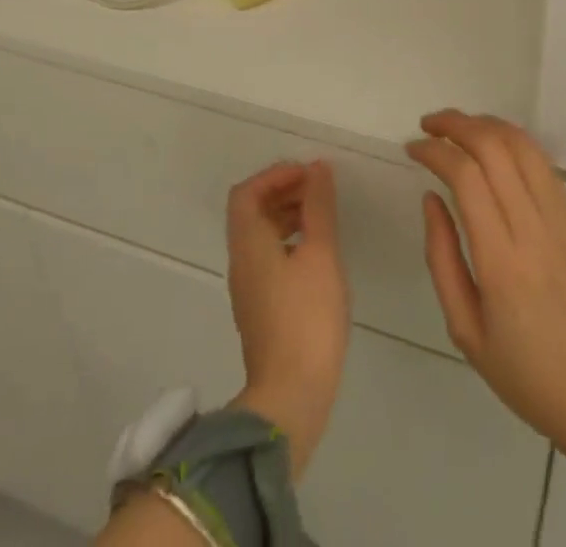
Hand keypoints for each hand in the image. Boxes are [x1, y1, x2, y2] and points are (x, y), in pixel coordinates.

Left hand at [225, 160, 350, 479]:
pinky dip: (290, 241)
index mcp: (248, 243)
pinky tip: (318, 255)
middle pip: (252, 212)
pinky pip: (269, 258)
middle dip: (284, 192)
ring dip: (288, 216)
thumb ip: (319, 207)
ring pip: (262, 236)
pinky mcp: (261, 310)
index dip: (275, 175)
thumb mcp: (321, 253)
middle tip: (319, 190)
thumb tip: (317, 168)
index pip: (247, 192)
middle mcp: (241, 262)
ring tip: (323, 217)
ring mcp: (249, 289)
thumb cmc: (307, 317)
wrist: (292, 397)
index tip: (308, 174)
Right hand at [407, 110, 565, 492]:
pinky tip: (493, 149)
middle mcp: (535, 228)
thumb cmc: (524, 373)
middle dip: (456, 124)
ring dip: (486, 124)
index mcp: (502, 261)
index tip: (412, 149)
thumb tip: (431, 197)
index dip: (435, 150)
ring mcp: (563, 219)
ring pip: (523, 145)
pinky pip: (543, 163)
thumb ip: (442, 257)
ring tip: (458, 128)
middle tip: (428, 125)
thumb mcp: (465, 329)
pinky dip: (513, 142)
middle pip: (495, 147)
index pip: (466, 176)